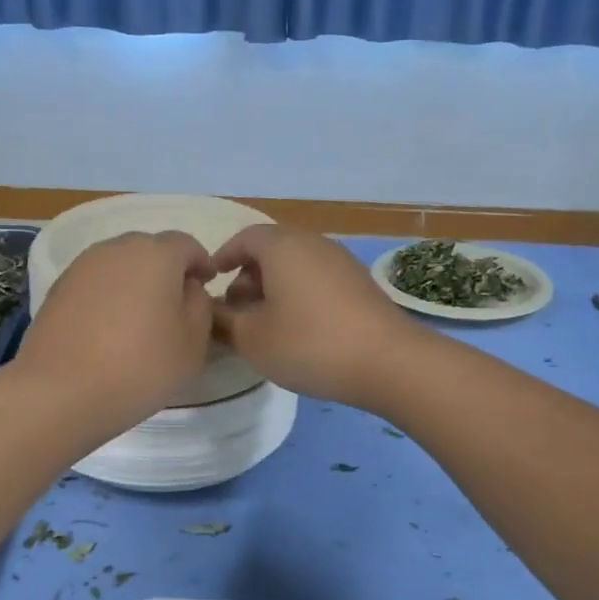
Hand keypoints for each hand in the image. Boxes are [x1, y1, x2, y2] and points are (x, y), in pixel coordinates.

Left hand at [18, 230, 217, 428]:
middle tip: (175, 303)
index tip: (208, 285)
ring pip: (119, 265)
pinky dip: (108, 297)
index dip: (201, 263)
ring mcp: (82, 267)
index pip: (187, 244)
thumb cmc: (141, 365)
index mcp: (156, 254)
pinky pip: (95, 284)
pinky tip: (109, 329)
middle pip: (150, 250)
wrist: (61, 391)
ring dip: (134, 283)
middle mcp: (117, 249)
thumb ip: (200, 305)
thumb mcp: (194, 342)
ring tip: (140, 318)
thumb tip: (188, 288)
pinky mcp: (57, 289)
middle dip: (166, 270)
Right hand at [210, 225, 419, 406]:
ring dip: (273, 289)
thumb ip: (223, 321)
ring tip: (264, 325)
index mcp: (282, 246)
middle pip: (270, 251)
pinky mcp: (360, 284)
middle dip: (247, 278)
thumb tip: (211, 310)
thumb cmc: (309, 343)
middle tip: (234, 312)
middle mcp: (313, 243)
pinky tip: (298, 330)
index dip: (222, 258)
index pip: (243, 238)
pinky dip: (298, 296)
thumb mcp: (252, 338)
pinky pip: (316, 280)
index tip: (209, 283)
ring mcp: (341, 262)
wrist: (388, 361)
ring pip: (295, 267)